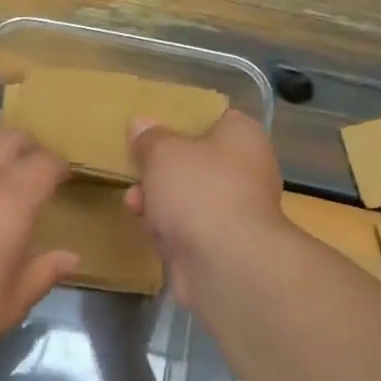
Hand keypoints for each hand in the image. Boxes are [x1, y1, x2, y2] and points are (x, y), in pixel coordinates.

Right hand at [126, 110, 285, 308]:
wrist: (224, 261)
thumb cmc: (198, 190)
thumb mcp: (163, 152)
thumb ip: (149, 138)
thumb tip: (141, 123)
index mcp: (243, 136)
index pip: (213, 119)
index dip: (180, 123)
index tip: (150, 132)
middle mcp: (247, 170)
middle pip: (195, 163)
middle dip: (159, 171)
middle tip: (135, 173)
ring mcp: (236, 210)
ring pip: (188, 199)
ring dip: (158, 202)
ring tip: (133, 206)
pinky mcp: (222, 244)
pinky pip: (188, 229)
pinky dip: (169, 231)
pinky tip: (151, 234)